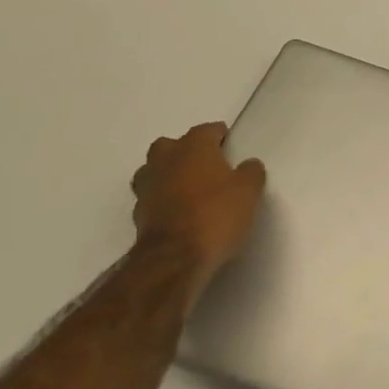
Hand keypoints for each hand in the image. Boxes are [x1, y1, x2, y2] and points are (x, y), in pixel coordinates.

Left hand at [131, 123, 265, 281]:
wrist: (175, 258)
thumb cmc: (216, 214)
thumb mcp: (249, 191)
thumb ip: (251, 172)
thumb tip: (248, 165)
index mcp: (193, 147)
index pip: (207, 130)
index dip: (220, 136)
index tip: (230, 145)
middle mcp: (166, 160)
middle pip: (171, 145)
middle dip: (185, 151)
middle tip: (205, 166)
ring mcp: (147, 187)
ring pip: (154, 170)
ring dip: (168, 175)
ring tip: (188, 189)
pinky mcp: (138, 214)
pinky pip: (151, 197)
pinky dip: (162, 200)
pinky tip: (178, 213)